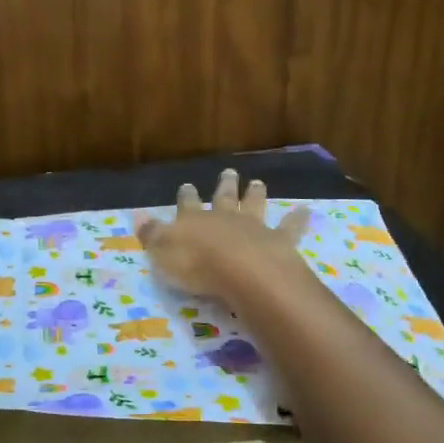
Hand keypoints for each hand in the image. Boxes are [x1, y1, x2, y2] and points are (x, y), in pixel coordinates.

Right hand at [134, 168, 313, 307]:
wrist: (243, 271)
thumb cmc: (197, 264)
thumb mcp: (163, 252)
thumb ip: (151, 234)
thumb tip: (136, 216)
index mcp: (194, 220)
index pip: (187, 204)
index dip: (186, 196)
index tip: (186, 185)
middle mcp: (224, 217)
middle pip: (224, 198)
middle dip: (225, 185)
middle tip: (229, 171)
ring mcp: (253, 227)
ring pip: (254, 205)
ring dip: (255, 194)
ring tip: (258, 182)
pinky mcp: (278, 241)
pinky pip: (290, 228)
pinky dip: (298, 219)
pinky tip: (307, 211)